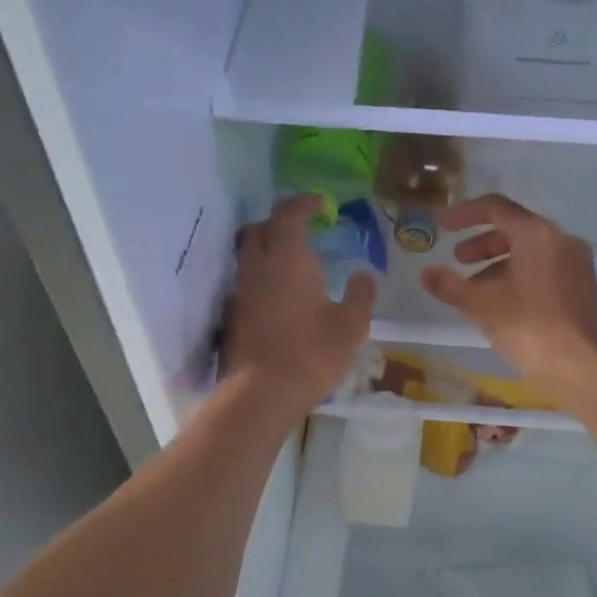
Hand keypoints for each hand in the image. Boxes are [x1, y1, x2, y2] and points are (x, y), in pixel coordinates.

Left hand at [224, 195, 374, 417]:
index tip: (320, 202)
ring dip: (267, 248)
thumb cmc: (311, 353)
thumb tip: (364, 274)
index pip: (289, 214)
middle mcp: (258, 266)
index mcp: (288, 258)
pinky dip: (261, 276)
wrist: (260, 394)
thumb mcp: (351, 325)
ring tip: (292, 262)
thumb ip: (360, 295)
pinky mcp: (232, 315)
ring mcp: (241, 291)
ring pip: (247, 254)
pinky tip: (279, 295)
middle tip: (302, 229)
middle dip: (279, 222)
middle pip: (259, 228)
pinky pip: (246, 281)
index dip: (304, 202)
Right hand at [419, 194, 596, 403]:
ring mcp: (576, 264)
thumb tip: (425, 272)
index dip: (462, 214)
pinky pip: (543, 269)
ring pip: (529, 251)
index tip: (439, 225)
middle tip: (457, 259)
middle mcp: (560, 240)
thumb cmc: (531, 328)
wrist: (588, 370)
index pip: (494, 207)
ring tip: (474, 290)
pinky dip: (517, 276)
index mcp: (537, 234)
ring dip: (497, 263)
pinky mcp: (582, 287)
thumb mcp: (482, 306)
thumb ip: (450, 285)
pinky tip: (501, 305)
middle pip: (513, 228)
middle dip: (481, 242)